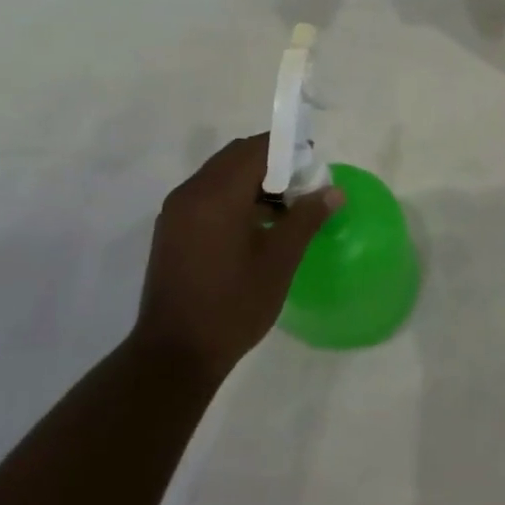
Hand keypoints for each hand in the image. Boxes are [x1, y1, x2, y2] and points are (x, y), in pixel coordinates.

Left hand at [136, 135, 340, 380]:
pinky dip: (233, 197)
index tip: (313, 166)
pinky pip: (206, 196)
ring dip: (253, 181)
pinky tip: (255, 227)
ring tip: (284, 210)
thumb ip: (306, 218)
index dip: (288, 149)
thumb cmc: (233, 305)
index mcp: (216, 195)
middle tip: (303, 187)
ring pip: (220, 175)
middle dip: (272, 163)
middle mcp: (190, 193)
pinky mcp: (171, 230)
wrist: (175, 354)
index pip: (257, 149)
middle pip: (236, 157)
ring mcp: (176, 211)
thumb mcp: (279, 261)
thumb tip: (333, 191)